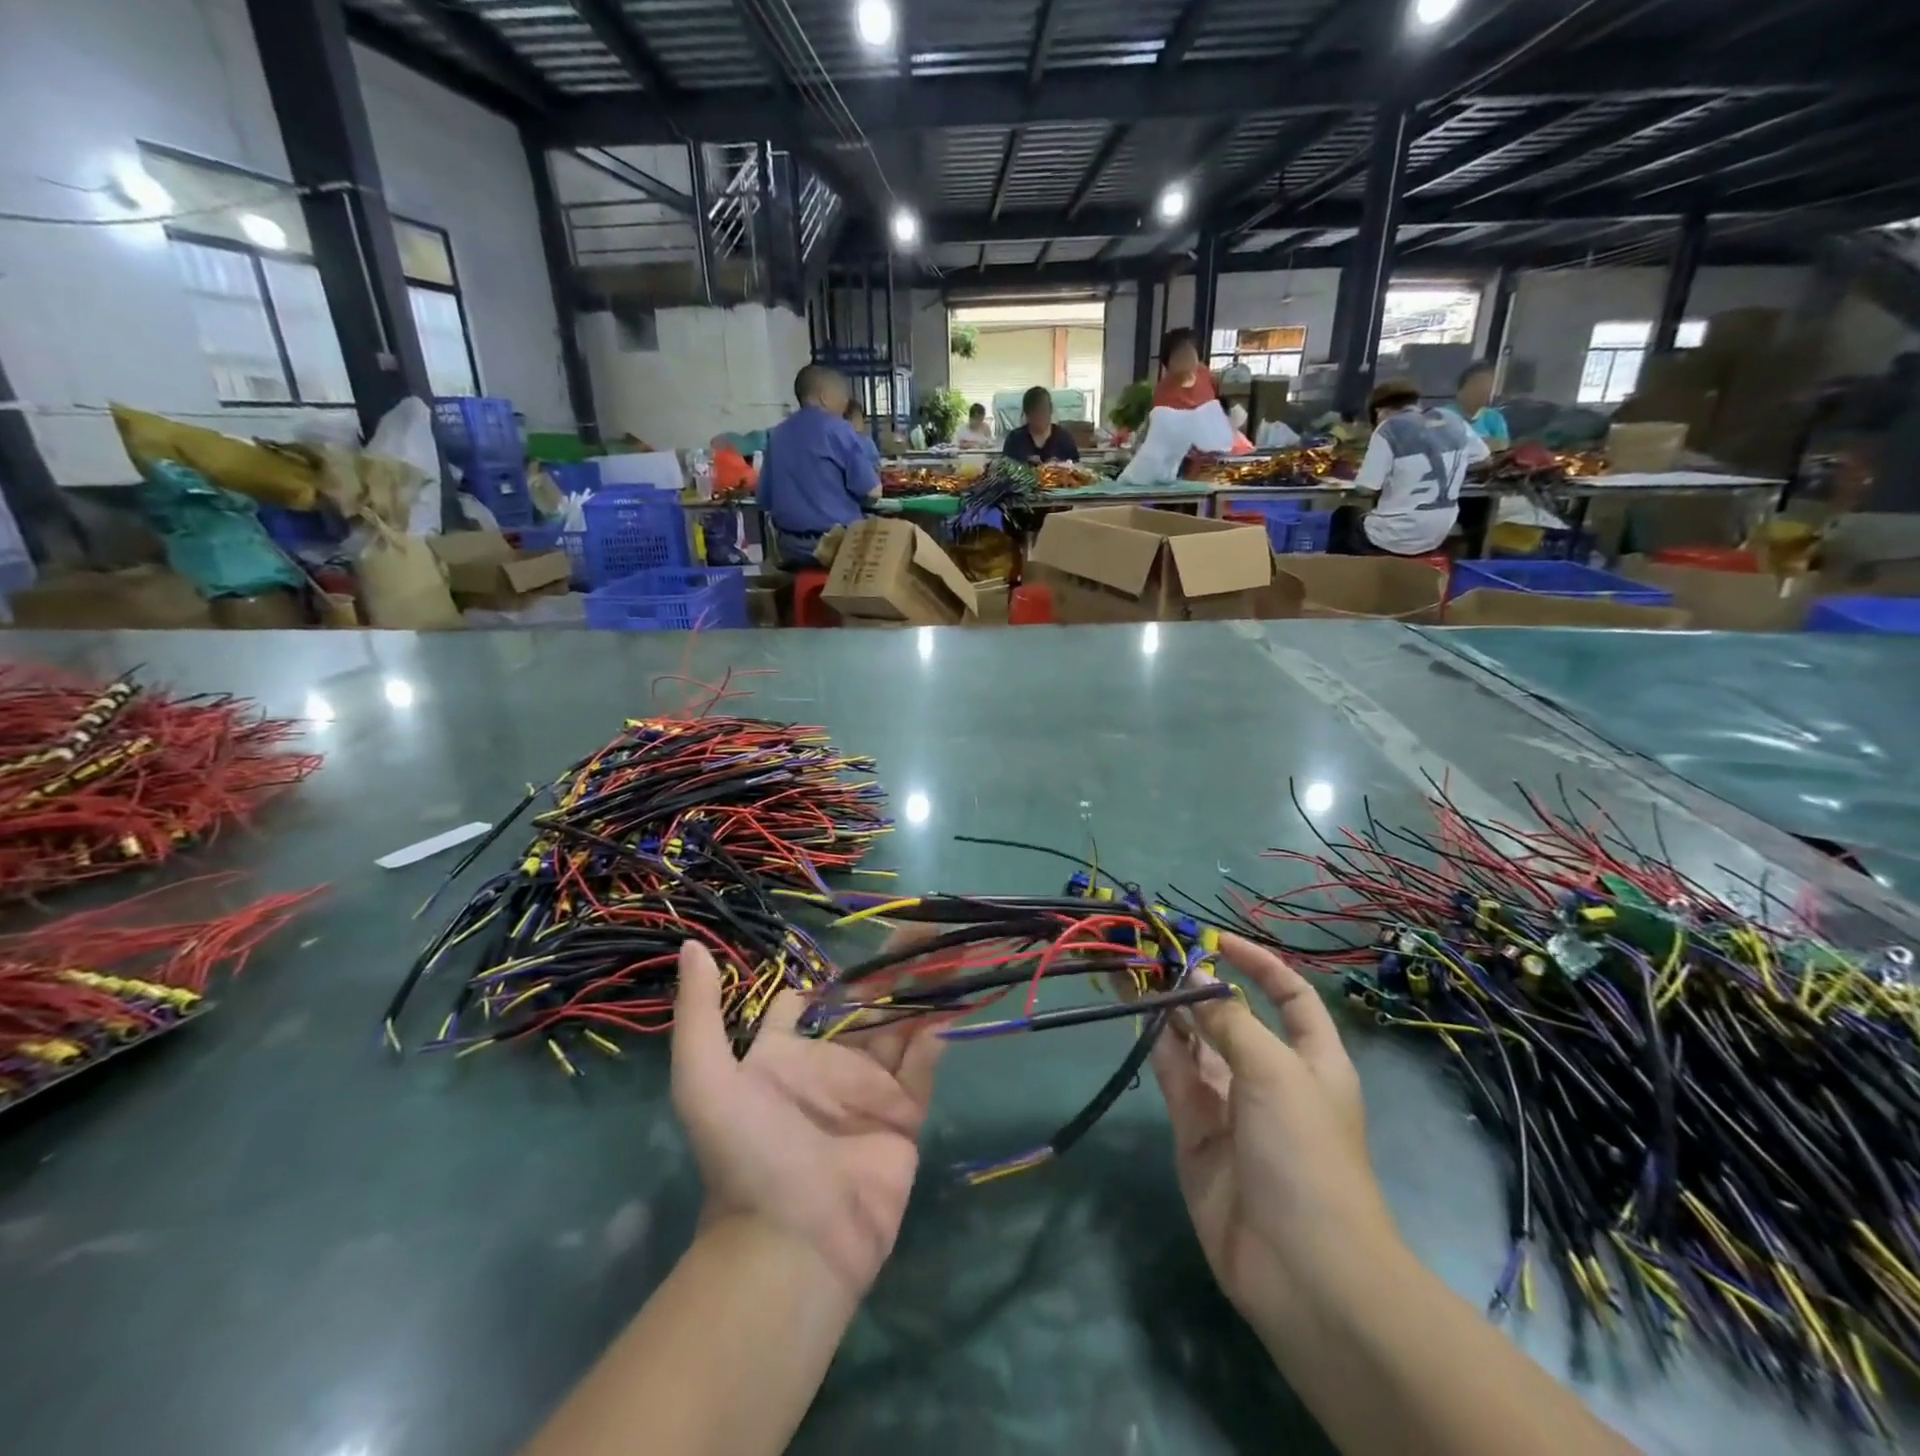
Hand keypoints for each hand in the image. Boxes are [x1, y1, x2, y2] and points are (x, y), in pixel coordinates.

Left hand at [671, 940, 944, 1298]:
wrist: (792, 1243)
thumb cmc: (748, 1154)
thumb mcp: (704, 1080)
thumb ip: (699, 1013)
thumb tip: (692, 945)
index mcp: (784, 1055)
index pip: (803, 1004)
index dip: (823, 976)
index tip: (851, 942)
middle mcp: (829, 1065)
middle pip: (866, 1005)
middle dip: (893, 967)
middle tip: (926, 926)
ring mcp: (869, 1091)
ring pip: (902, 1027)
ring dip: (925, 991)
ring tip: (952, 951)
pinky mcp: (902, 1118)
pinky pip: (921, 1069)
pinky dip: (934, 1041)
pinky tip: (946, 1012)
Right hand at [1150, 934, 1397, 1341]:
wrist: (1301, 1268)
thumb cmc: (1305, 1153)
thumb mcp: (1275, 1071)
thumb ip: (1229, 1020)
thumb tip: (1194, 981)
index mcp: (1310, 1058)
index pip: (1289, 996)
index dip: (1259, 964)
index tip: (1217, 939)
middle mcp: (1269, 1075)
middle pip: (1232, 1015)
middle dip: (1199, 982)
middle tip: (1155, 950)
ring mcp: (1230, 1104)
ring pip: (1195, 1042)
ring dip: (1169, 1007)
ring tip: (1134, 969)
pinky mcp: (1196, 1131)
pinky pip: (1176, 1075)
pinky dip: (1158, 1044)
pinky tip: (1138, 1013)